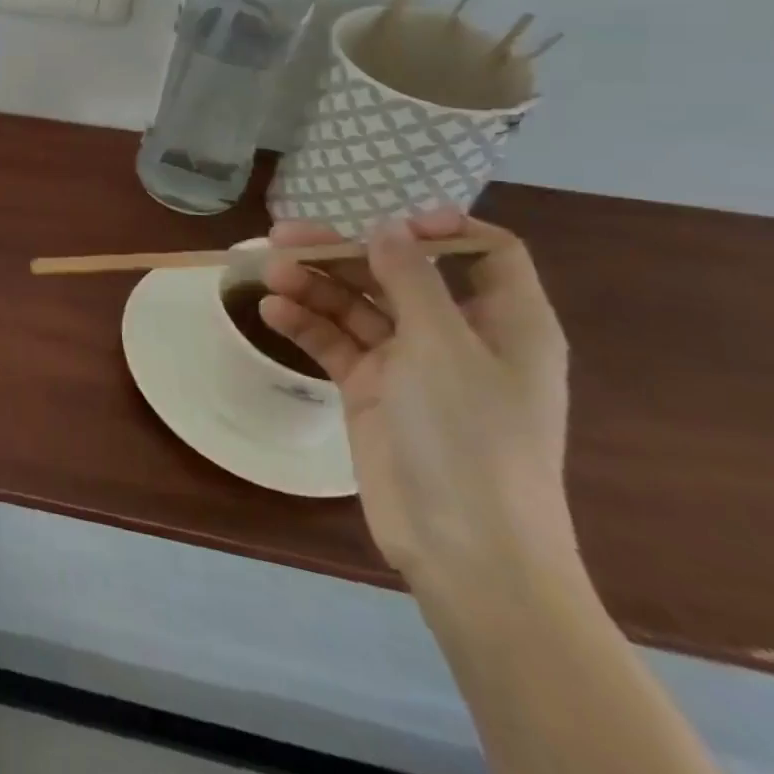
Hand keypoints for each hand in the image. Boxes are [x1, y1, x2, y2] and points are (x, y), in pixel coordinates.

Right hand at [261, 211, 574, 592]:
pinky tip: (273, 312)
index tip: (385, 223)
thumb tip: (387, 228)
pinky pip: (336, 343)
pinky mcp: (372, 390)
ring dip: (314, 286)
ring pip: (357, 306)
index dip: (440, 229)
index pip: (485, 253)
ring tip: (269, 275)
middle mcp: (457, 336)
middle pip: (398, 273)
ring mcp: (411, 364)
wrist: (464, 549)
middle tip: (283, 237)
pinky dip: (306, 324)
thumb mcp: (443, 348)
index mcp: (505, 323)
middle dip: (343, 253)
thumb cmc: (470, 438)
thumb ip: (411, 280)